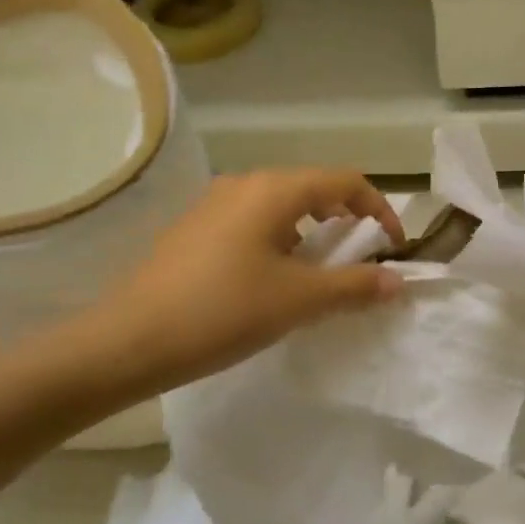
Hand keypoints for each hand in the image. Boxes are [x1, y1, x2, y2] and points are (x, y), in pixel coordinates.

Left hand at [58, 170, 405, 400]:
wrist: (127, 341)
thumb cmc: (222, 311)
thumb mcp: (298, 300)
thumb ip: (354, 286)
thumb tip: (398, 281)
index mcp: (274, 189)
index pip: (345, 182)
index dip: (378, 210)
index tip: (392, 248)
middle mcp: (244, 184)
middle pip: (312, 188)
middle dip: (344, 221)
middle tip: (357, 260)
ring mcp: (213, 204)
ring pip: (280, 206)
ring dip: (310, 233)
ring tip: (316, 275)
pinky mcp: (193, 229)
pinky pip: (251, 222)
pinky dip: (278, 241)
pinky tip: (269, 281)